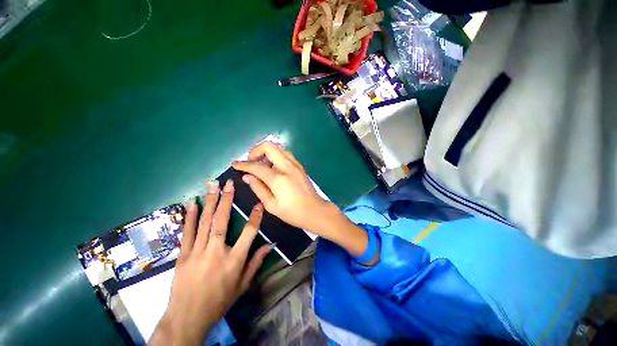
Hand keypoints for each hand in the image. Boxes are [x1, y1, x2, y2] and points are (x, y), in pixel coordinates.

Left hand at [149, 180, 271, 345]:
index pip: (248, 233)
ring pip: (204, 222)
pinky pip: (187, 232)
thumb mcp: (242, 285)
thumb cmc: (219, 301)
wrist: (187, 318)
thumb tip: (270, 245)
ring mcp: (197, 252)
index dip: (255, 217)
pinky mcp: (182, 255)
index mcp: (234, 260)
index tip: (259, 204)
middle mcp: (216, 251)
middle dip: (226, 200)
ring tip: (212, 186)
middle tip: (229, 184)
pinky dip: (190, 217)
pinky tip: (192, 204)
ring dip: (209, 202)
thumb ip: (256, 263)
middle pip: (222, 221)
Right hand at [232, 142, 331, 233]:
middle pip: (269, 146)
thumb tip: (247, 177)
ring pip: (278, 148)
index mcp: (278, 178)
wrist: (315, 211)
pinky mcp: (300, 165)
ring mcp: (295, 164)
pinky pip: (285, 154)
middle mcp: (287, 166)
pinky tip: (273, 167)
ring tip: (262, 165)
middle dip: (255, 150)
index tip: (235, 164)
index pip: (256, 166)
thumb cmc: (293, 212)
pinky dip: (276, 155)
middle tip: (251, 162)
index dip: (243, 164)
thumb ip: (258, 188)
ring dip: (267, 152)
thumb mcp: (271, 205)